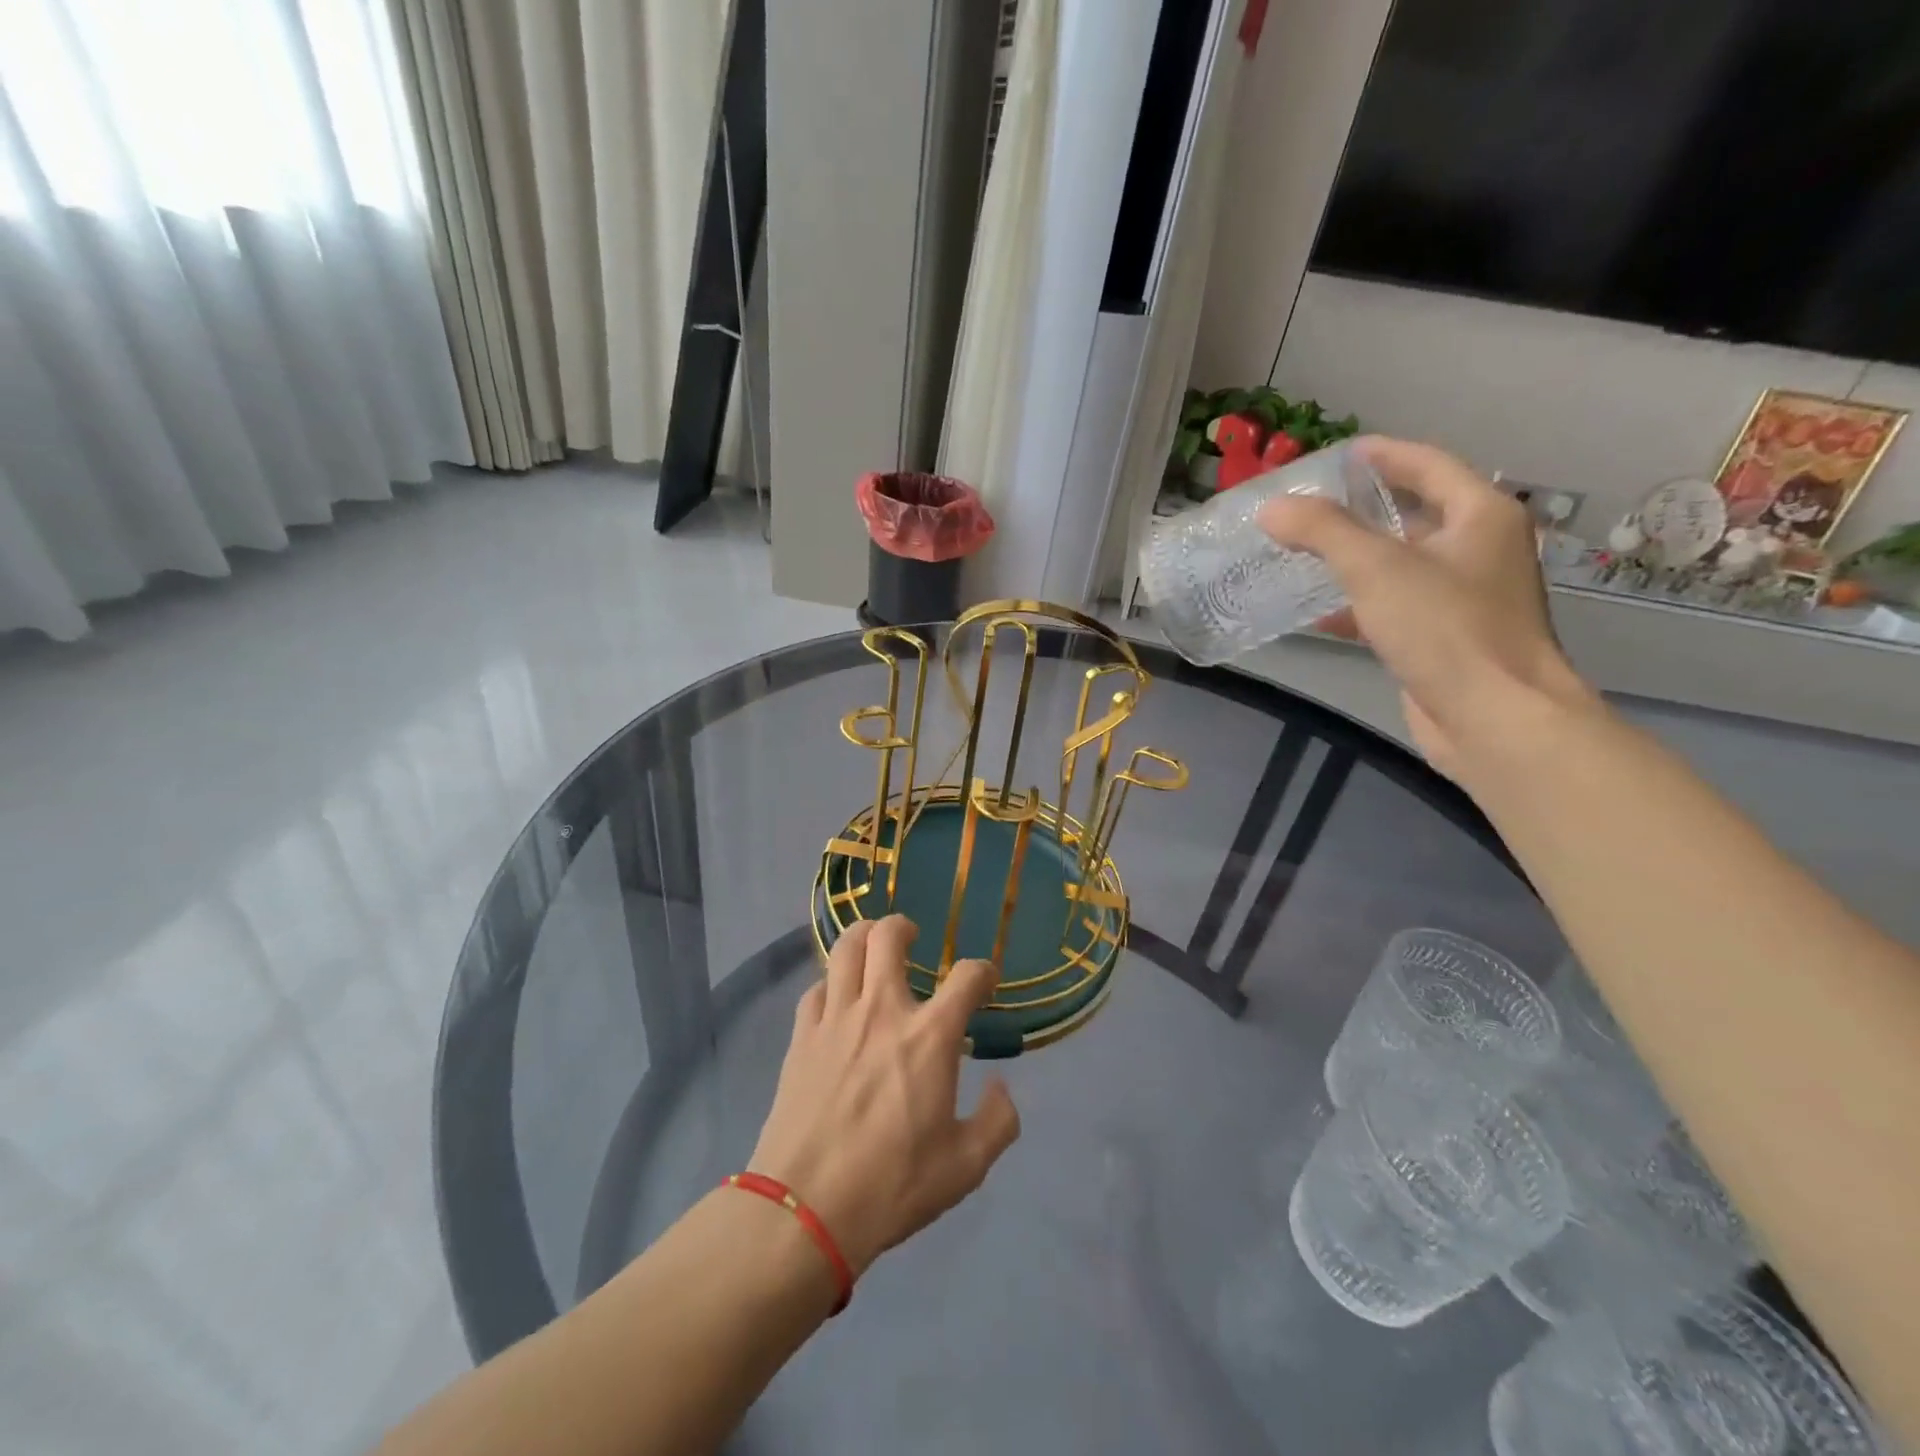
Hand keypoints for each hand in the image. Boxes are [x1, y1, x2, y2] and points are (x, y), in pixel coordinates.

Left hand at [747, 916, 1020, 1275]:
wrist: (806, 1209)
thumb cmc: (893, 1186)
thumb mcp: (965, 1167)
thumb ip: (997, 1122)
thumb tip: (1002, 1088)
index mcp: (930, 1037)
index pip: (967, 977)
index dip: (983, 971)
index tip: (985, 980)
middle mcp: (883, 1011)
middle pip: (888, 937)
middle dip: (904, 927)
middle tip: (913, 938)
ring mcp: (836, 1019)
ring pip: (845, 948)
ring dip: (863, 937)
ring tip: (872, 947)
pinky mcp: (802, 1037)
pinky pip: (816, 990)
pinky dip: (831, 985)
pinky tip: (837, 1002)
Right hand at [1258, 437, 1596, 777]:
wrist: (1494, 718)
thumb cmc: (1445, 629)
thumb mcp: (1376, 568)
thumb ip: (1321, 531)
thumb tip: (1272, 508)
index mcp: (1481, 516)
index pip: (1428, 465)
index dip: (1383, 455)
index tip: (1340, 453)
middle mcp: (1480, 549)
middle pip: (1415, 514)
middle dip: (1362, 509)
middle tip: (1310, 505)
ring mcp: (1465, 597)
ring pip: (1401, 564)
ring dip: (1355, 558)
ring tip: (1303, 553)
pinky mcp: (1445, 639)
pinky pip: (1395, 607)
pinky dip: (1359, 605)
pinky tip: (1319, 614)